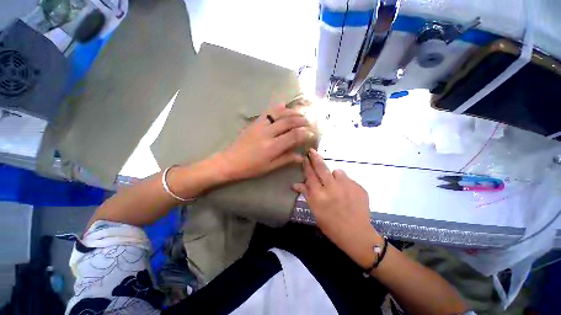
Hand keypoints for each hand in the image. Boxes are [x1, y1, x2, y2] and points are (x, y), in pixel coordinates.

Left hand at [216, 104, 312, 181]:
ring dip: (292, 112)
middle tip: (308, 122)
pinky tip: (284, 105)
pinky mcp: (254, 122)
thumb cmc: (251, 168)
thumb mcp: (270, 167)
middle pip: (288, 122)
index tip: (311, 134)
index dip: (305, 134)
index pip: (294, 136)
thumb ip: (286, 159)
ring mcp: (260, 125)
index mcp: (272, 147)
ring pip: (279, 114)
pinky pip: (268, 111)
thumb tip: (301, 157)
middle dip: (301, 120)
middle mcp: (268, 133)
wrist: (230, 161)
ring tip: (300, 114)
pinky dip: (277, 107)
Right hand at [292, 148, 380, 267]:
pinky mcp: (358, 187)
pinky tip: (347, 193)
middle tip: (312, 150)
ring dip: (334, 175)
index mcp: (318, 195)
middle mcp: (331, 188)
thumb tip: (295, 184)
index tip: (304, 157)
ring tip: (336, 185)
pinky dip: (345, 183)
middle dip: (315, 157)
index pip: (310, 175)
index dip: (306, 165)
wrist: (356, 234)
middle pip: (321, 168)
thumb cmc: (331, 225)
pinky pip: (348, 180)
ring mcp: (346, 187)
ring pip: (337, 172)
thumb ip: (306, 194)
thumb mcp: (315, 211)